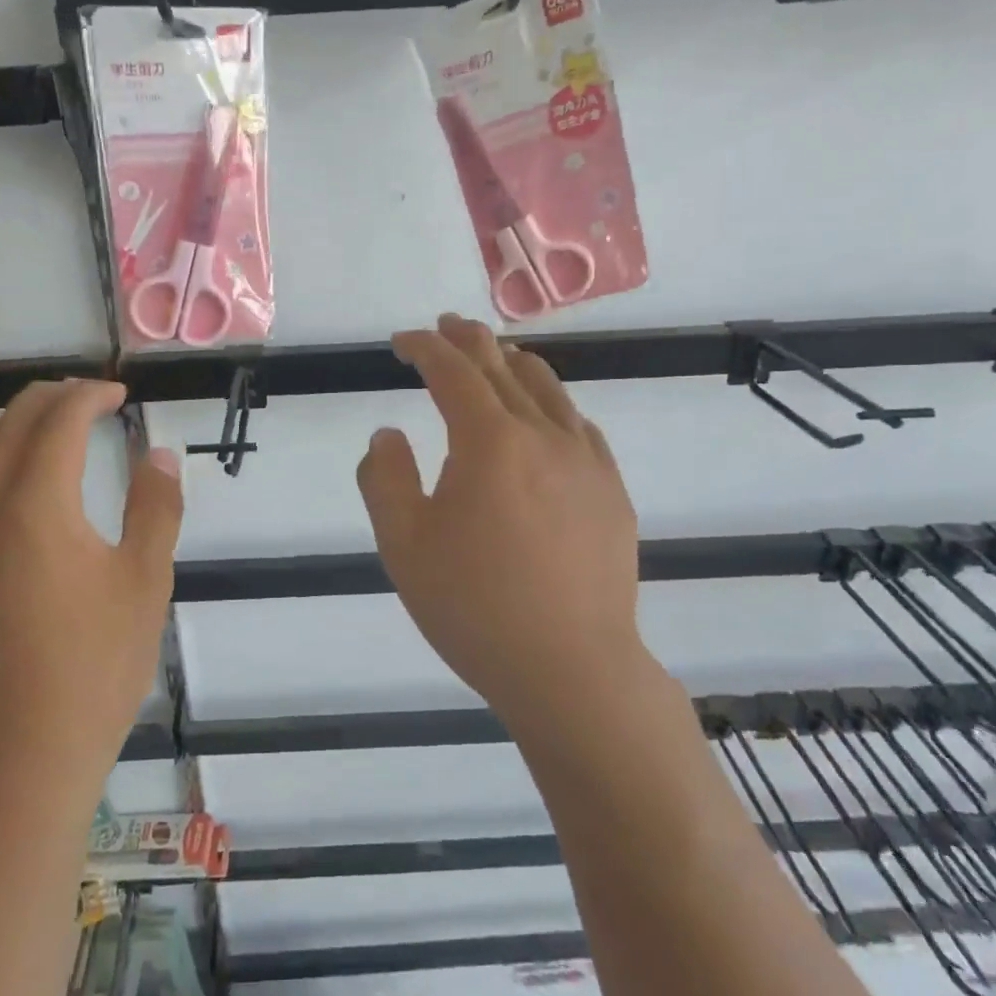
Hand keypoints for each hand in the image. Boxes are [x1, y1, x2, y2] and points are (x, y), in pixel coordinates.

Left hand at [0, 380, 181, 790]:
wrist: (22, 750)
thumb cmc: (96, 663)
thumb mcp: (145, 580)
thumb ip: (155, 508)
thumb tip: (159, 456)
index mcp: (34, 506)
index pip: (58, 422)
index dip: (90, 396)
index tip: (119, 395)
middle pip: (9, 426)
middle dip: (52, 400)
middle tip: (92, 400)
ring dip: (15, 427)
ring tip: (52, 428)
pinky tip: (14, 483)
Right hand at [357, 314, 655, 742]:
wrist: (570, 668)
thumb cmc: (474, 607)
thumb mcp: (402, 545)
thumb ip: (384, 478)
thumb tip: (389, 434)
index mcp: (489, 441)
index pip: (453, 371)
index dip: (425, 347)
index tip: (403, 340)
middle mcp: (543, 435)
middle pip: (503, 367)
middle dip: (469, 341)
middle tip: (446, 327)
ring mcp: (586, 461)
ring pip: (549, 389)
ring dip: (514, 364)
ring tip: (495, 357)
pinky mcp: (611, 491)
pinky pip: (579, 426)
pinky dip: (552, 406)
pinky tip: (545, 419)